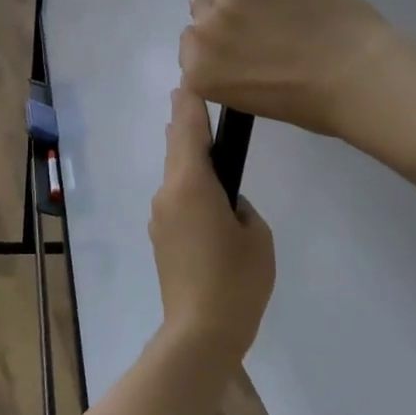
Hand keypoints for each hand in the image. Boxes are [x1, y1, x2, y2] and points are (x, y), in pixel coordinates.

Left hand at [148, 89, 275, 362]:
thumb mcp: (256, 235)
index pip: (189, 131)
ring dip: (185, 156)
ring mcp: (159, 217)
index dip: (191, 104)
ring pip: (173, 175)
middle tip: (191, 101)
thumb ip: (240, 205)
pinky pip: (174, 199)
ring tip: (202, 143)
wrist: (200, 332)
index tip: (189, 83)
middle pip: (175, 148)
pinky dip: (186, 185)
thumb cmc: (236, 279)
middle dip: (184, 124)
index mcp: (191, 185)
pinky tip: (203, 193)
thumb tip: (225, 202)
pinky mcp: (160, 239)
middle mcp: (167, 194)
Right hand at [180, 0, 398, 140]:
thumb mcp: (250, 97)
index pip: (190, 42)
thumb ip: (224, 68)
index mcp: (200, 72)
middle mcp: (204, 31)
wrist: (359, 76)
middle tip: (260, 19)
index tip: (243, 44)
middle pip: (198, 7)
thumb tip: (219, 38)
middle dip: (223, 13)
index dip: (217, 42)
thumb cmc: (313, 101)